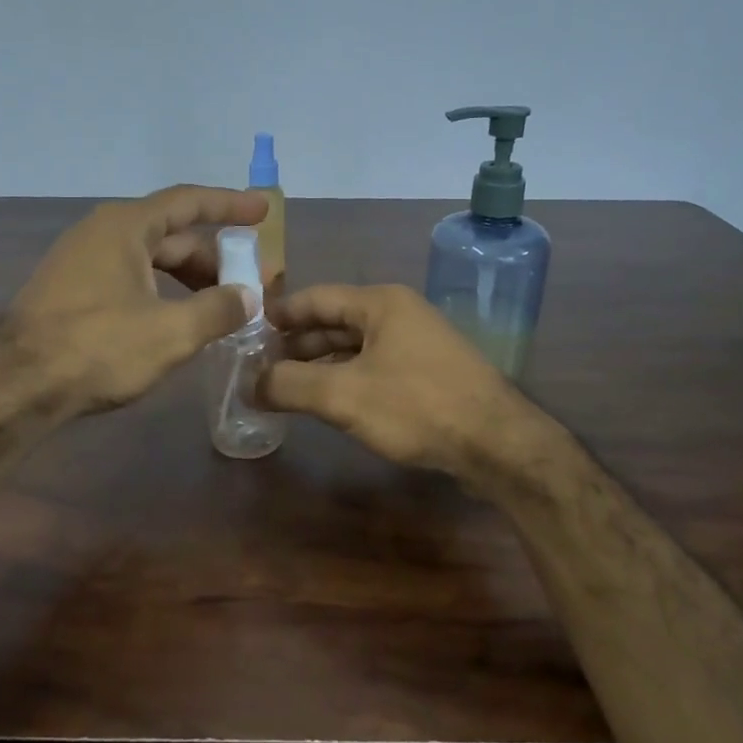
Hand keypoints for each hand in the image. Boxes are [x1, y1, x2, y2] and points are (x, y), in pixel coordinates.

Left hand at [2, 185, 267, 415]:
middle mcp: (101, 233)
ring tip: (217, 309)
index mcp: (125, 227)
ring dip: (186, 279)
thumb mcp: (171, 332)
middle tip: (247, 284)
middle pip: (170, 235)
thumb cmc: (98, 348)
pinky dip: (160, 292)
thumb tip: (248, 297)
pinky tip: (175, 321)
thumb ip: (217, 310)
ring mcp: (80, 262)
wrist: (16, 386)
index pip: (188, 202)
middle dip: (212, 258)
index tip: (262, 213)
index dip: (229, 205)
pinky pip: (128, 279)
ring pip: (148, 261)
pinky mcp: (69, 292)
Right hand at [259, 283, 562, 487]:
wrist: (497, 444)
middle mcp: (399, 315)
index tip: (246, 330)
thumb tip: (248, 384)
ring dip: (319, 365)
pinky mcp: (427, 375)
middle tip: (257, 365)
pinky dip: (344, 380)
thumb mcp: (343, 395)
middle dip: (296, 344)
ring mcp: (416, 345)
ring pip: (354, 348)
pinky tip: (326, 402)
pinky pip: (373, 368)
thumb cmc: (417, 406)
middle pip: (334, 322)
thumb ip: (289, 385)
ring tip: (283, 387)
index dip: (279, 314)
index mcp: (380, 303)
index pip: (315, 298)